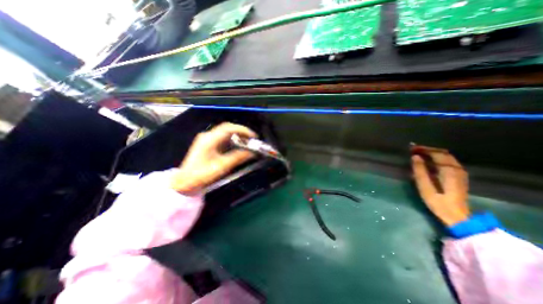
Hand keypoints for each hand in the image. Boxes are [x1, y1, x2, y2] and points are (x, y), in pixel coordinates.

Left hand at [172, 122, 257, 192]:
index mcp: (209, 140)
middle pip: (227, 128)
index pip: (228, 128)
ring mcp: (207, 139)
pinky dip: (232, 139)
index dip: (242, 130)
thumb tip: (251, 153)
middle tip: (251, 138)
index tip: (252, 136)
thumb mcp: (222, 166)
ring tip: (246, 142)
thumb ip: (238, 158)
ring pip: (225, 132)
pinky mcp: (207, 144)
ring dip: (237, 135)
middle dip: (241, 131)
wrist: (185, 181)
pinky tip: (237, 145)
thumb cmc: (202, 174)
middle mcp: (208, 136)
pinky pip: (222, 137)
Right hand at [412, 147, 471, 226]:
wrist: (457, 217)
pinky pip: (448, 162)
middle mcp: (457, 169)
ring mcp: (460, 173)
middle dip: (428, 150)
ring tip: (418, 154)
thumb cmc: (438, 202)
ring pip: (446, 157)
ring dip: (432, 154)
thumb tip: (415, 157)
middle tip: (413, 150)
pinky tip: (428, 162)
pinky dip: (437, 159)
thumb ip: (420, 171)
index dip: (424, 149)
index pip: (437, 153)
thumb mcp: (425, 187)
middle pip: (443, 153)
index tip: (411, 148)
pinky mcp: (459, 177)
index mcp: (449, 171)